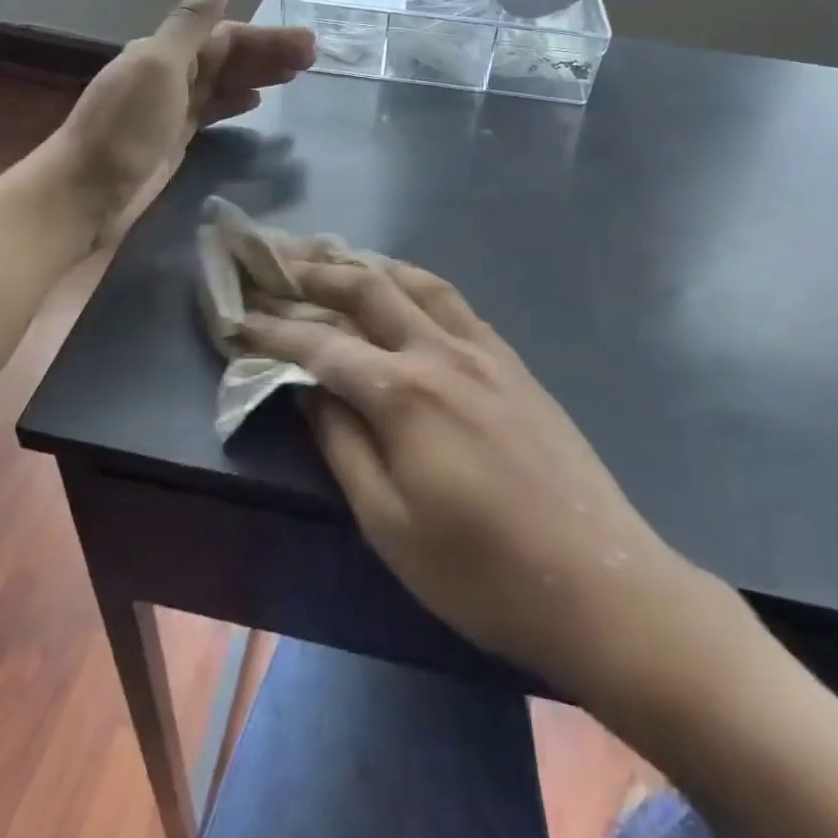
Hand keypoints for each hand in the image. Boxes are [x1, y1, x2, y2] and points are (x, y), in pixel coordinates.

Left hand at [57, 0, 313, 240]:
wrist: (87, 193)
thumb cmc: (126, 126)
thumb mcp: (160, 65)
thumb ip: (193, 22)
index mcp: (165, 51)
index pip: (226, 35)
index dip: (266, 38)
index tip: (306, 44)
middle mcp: (169, 73)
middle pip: (228, 57)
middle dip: (269, 54)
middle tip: (313, 59)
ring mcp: (171, 108)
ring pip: (223, 82)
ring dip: (258, 75)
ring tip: (296, 75)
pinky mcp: (174, 138)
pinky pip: (212, 110)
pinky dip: (235, 102)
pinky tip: (254, 102)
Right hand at [241, 261, 734, 709]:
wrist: (599, 582)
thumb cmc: (481, 571)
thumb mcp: (389, 524)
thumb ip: (343, 445)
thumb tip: (308, 390)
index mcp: (404, 393)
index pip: (323, 345)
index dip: (275, 330)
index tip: (238, 318)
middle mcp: (442, 353)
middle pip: (370, 289)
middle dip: (317, 270)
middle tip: (278, 258)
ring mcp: (484, 351)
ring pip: (417, 282)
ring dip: (370, 263)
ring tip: (336, 256)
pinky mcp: (513, 361)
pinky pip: (455, 302)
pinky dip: (416, 283)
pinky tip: (406, 291)